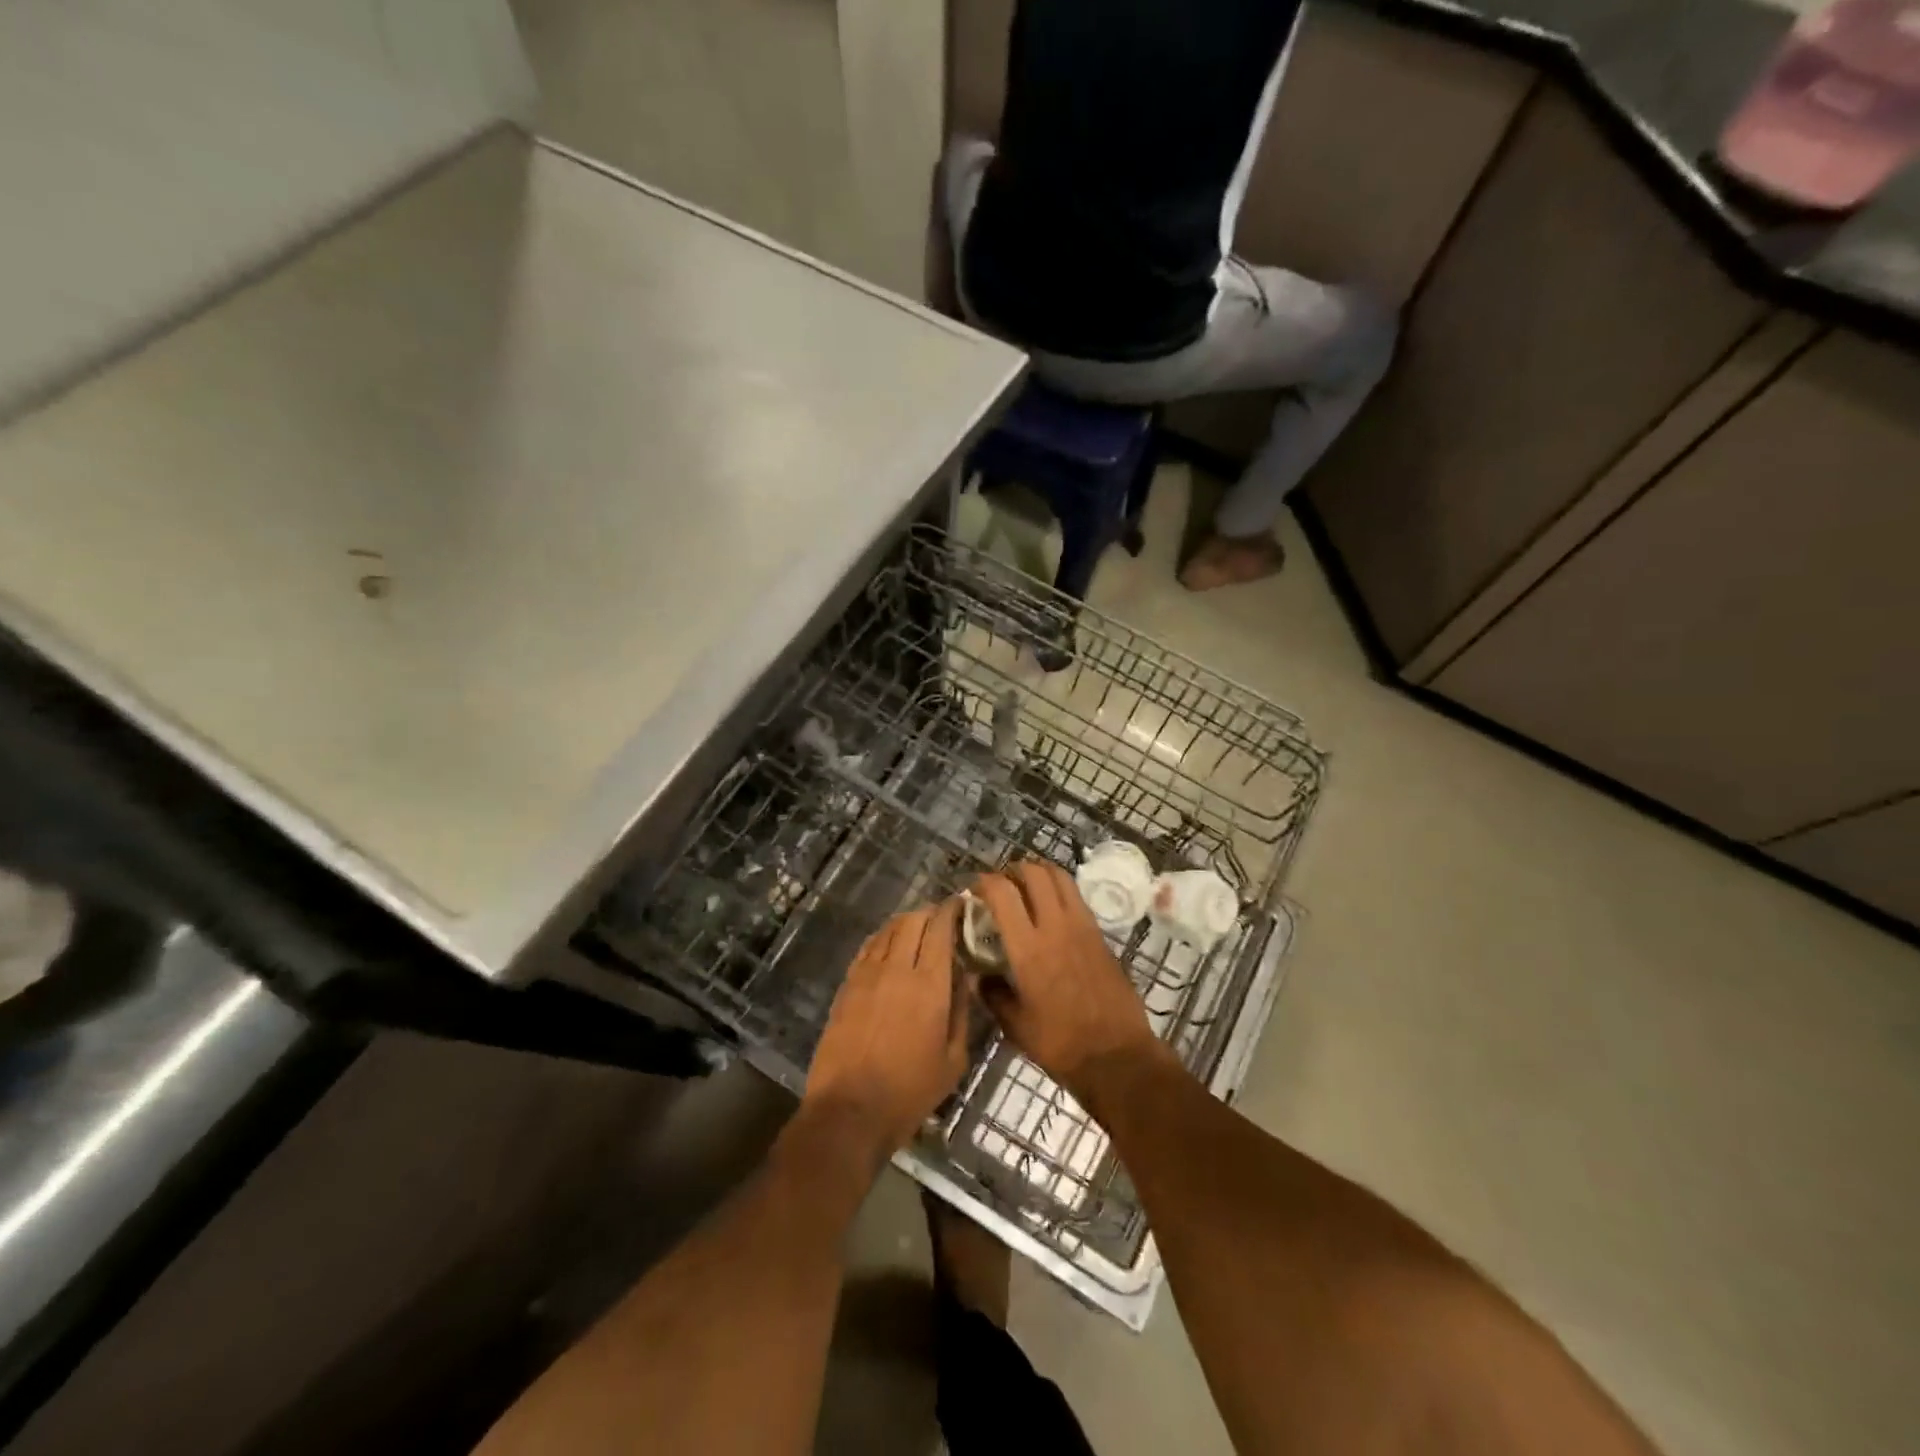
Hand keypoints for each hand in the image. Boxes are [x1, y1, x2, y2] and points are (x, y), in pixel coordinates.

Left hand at [805, 900, 969, 1159]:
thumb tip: (965, 976)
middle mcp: (897, 968)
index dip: (952, 910)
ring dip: (906, 922)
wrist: (849, 1111)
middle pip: (913, 920)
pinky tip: (889, 946)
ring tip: (918, 929)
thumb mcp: (953, 1060)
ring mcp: (867, 974)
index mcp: (929, 984)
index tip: (962, 904)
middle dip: (930, 913)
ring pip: (888, 930)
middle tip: (942, 919)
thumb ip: (961, 1011)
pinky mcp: (846, 985)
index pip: (940, 929)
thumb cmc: (909, 1092)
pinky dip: (883, 938)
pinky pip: (867, 948)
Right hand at [970, 861, 1160, 1101]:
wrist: (1117, 1056)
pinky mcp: (1100, 934)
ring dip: (1038, 872)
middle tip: (1000, 884)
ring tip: (1024, 887)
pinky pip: (1075, 896)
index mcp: (1028, 948)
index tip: (973, 889)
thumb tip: (979, 976)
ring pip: (1059, 876)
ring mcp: (1082, 926)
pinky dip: (1058, 889)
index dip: (984, 882)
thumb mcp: (1016, 1025)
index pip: (1002, 893)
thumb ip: (993, 995)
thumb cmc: (1061, 1044)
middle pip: (1034, 873)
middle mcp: (1056, 926)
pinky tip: (1049, 909)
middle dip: (1012, 870)